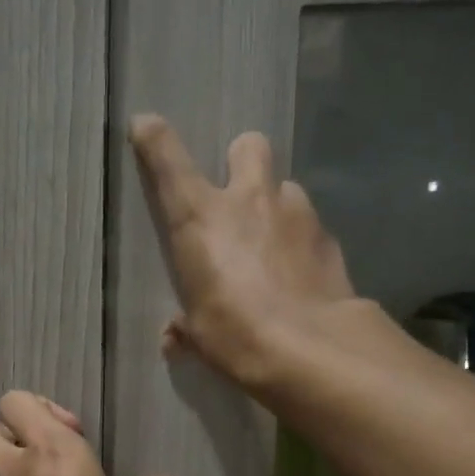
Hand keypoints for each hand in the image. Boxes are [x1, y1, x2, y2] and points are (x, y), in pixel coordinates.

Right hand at [131, 115, 356, 390]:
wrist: (311, 348)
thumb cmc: (236, 335)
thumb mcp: (200, 334)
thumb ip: (185, 325)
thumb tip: (174, 337)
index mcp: (202, 218)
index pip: (169, 162)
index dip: (154, 139)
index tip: (146, 127)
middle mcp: (249, 200)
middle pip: (248, 146)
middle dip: (242, 161)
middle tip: (239, 194)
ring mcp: (295, 212)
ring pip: (285, 187)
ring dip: (276, 206)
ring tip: (274, 244)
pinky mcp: (328, 237)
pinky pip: (310, 226)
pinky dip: (301, 242)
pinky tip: (301, 273)